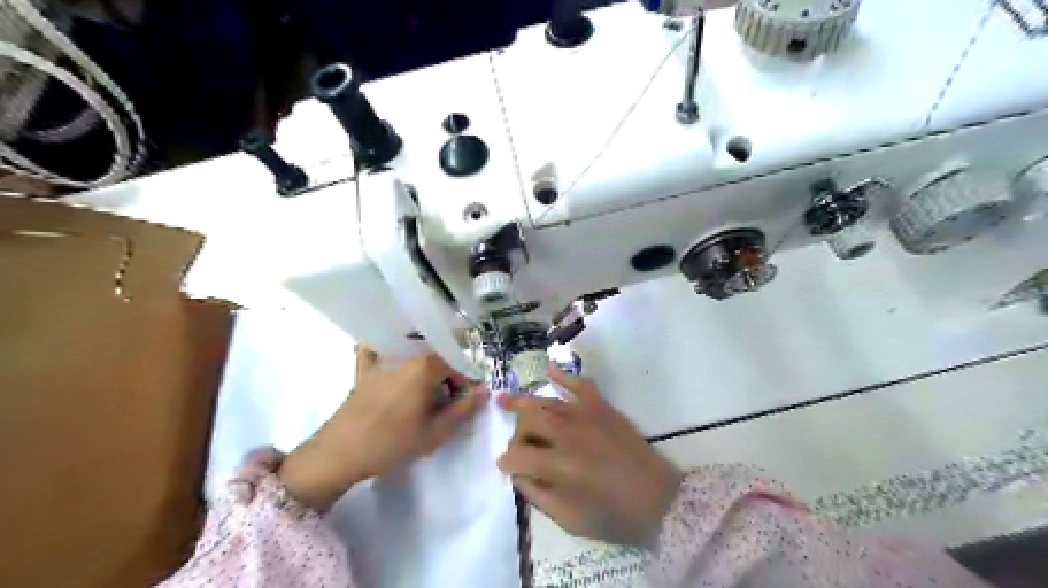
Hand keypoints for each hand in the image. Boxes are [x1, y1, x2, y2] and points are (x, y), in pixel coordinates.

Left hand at [280, 348, 489, 511]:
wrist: (339, 454)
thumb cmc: (392, 443)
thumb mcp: (436, 432)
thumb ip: (463, 409)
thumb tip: (484, 390)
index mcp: (424, 367)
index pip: (456, 364)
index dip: (465, 381)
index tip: (465, 399)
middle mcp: (404, 356)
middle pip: (435, 356)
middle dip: (447, 374)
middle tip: (447, 401)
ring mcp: (380, 361)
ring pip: (411, 352)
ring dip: (424, 365)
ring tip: (425, 392)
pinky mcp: (362, 371)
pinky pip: (375, 350)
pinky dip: (385, 350)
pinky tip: (392, 362)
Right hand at [496, 367, 683, 546]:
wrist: (659, 500)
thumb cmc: (615, 516)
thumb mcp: (571, 521)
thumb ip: (539, 496)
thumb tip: (519, 474)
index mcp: (559, 467)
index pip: (518, 457)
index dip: (506, 463)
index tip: (505, 466)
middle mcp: (569, 436)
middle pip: (529, 423)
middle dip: (516, 433)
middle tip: (517, 444)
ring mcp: (587, 417)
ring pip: (547, 403)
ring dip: (523, 402)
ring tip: (504, 399)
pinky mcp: (603, 408)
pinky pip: (580, 385)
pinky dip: (563, 375)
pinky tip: (548, 368)